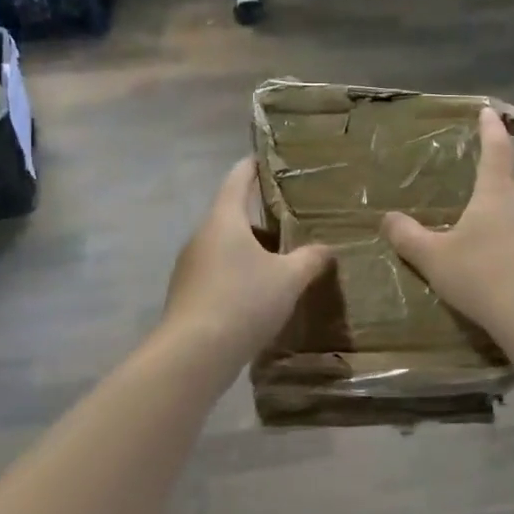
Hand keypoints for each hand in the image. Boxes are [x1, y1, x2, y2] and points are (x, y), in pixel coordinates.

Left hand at [163, 158, 333, 361]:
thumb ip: (311, 259)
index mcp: (224, 220)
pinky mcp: (188, 295)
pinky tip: (261, 296)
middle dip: (260, 218)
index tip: (265, 159)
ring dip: (251, 250)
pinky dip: (240, 275)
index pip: (237, 179)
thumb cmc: (243, 301)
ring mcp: (190, 267)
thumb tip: (326, 249)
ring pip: (226, 247)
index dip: (252, 167)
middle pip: (232, 216)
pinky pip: (219, 273)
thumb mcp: (289, 279)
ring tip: (283, 261)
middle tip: (291, 220)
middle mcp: (202, 236)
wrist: (194, 353)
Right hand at [381, 108, 513, 346]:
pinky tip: (512, 265)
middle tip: (486, 187)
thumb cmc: (483, 277)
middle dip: (506, 176)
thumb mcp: (434, 259)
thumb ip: (408, 238)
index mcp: (498, 193)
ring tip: (494, 232)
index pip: (496, 149)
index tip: (488, 112)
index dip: (490, 128)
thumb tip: (387, 219)